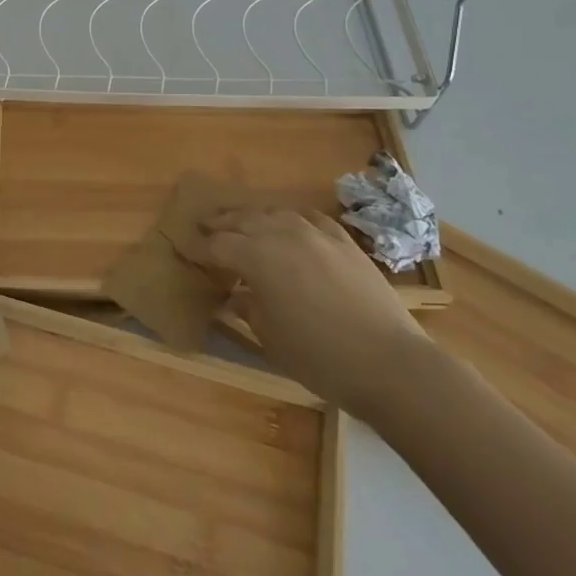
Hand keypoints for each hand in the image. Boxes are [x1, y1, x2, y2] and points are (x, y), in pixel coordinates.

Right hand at [201, 206, 434, 417]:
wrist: (390, 363)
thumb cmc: (320, 356)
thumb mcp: (271, 338)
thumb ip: (248, 308)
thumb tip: (236, 296)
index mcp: (257, 257)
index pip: (218, 245)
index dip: (199, 248)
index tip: (184, 249)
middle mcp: (282, 234)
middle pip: (242, 220)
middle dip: (221, 223)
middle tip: (204, 227)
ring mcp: (316, 233)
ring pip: (275, 212)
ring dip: (253, 216)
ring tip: (242, 222)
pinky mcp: (344, 241)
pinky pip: (310, 218)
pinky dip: (293, 219)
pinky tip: (291, 224)